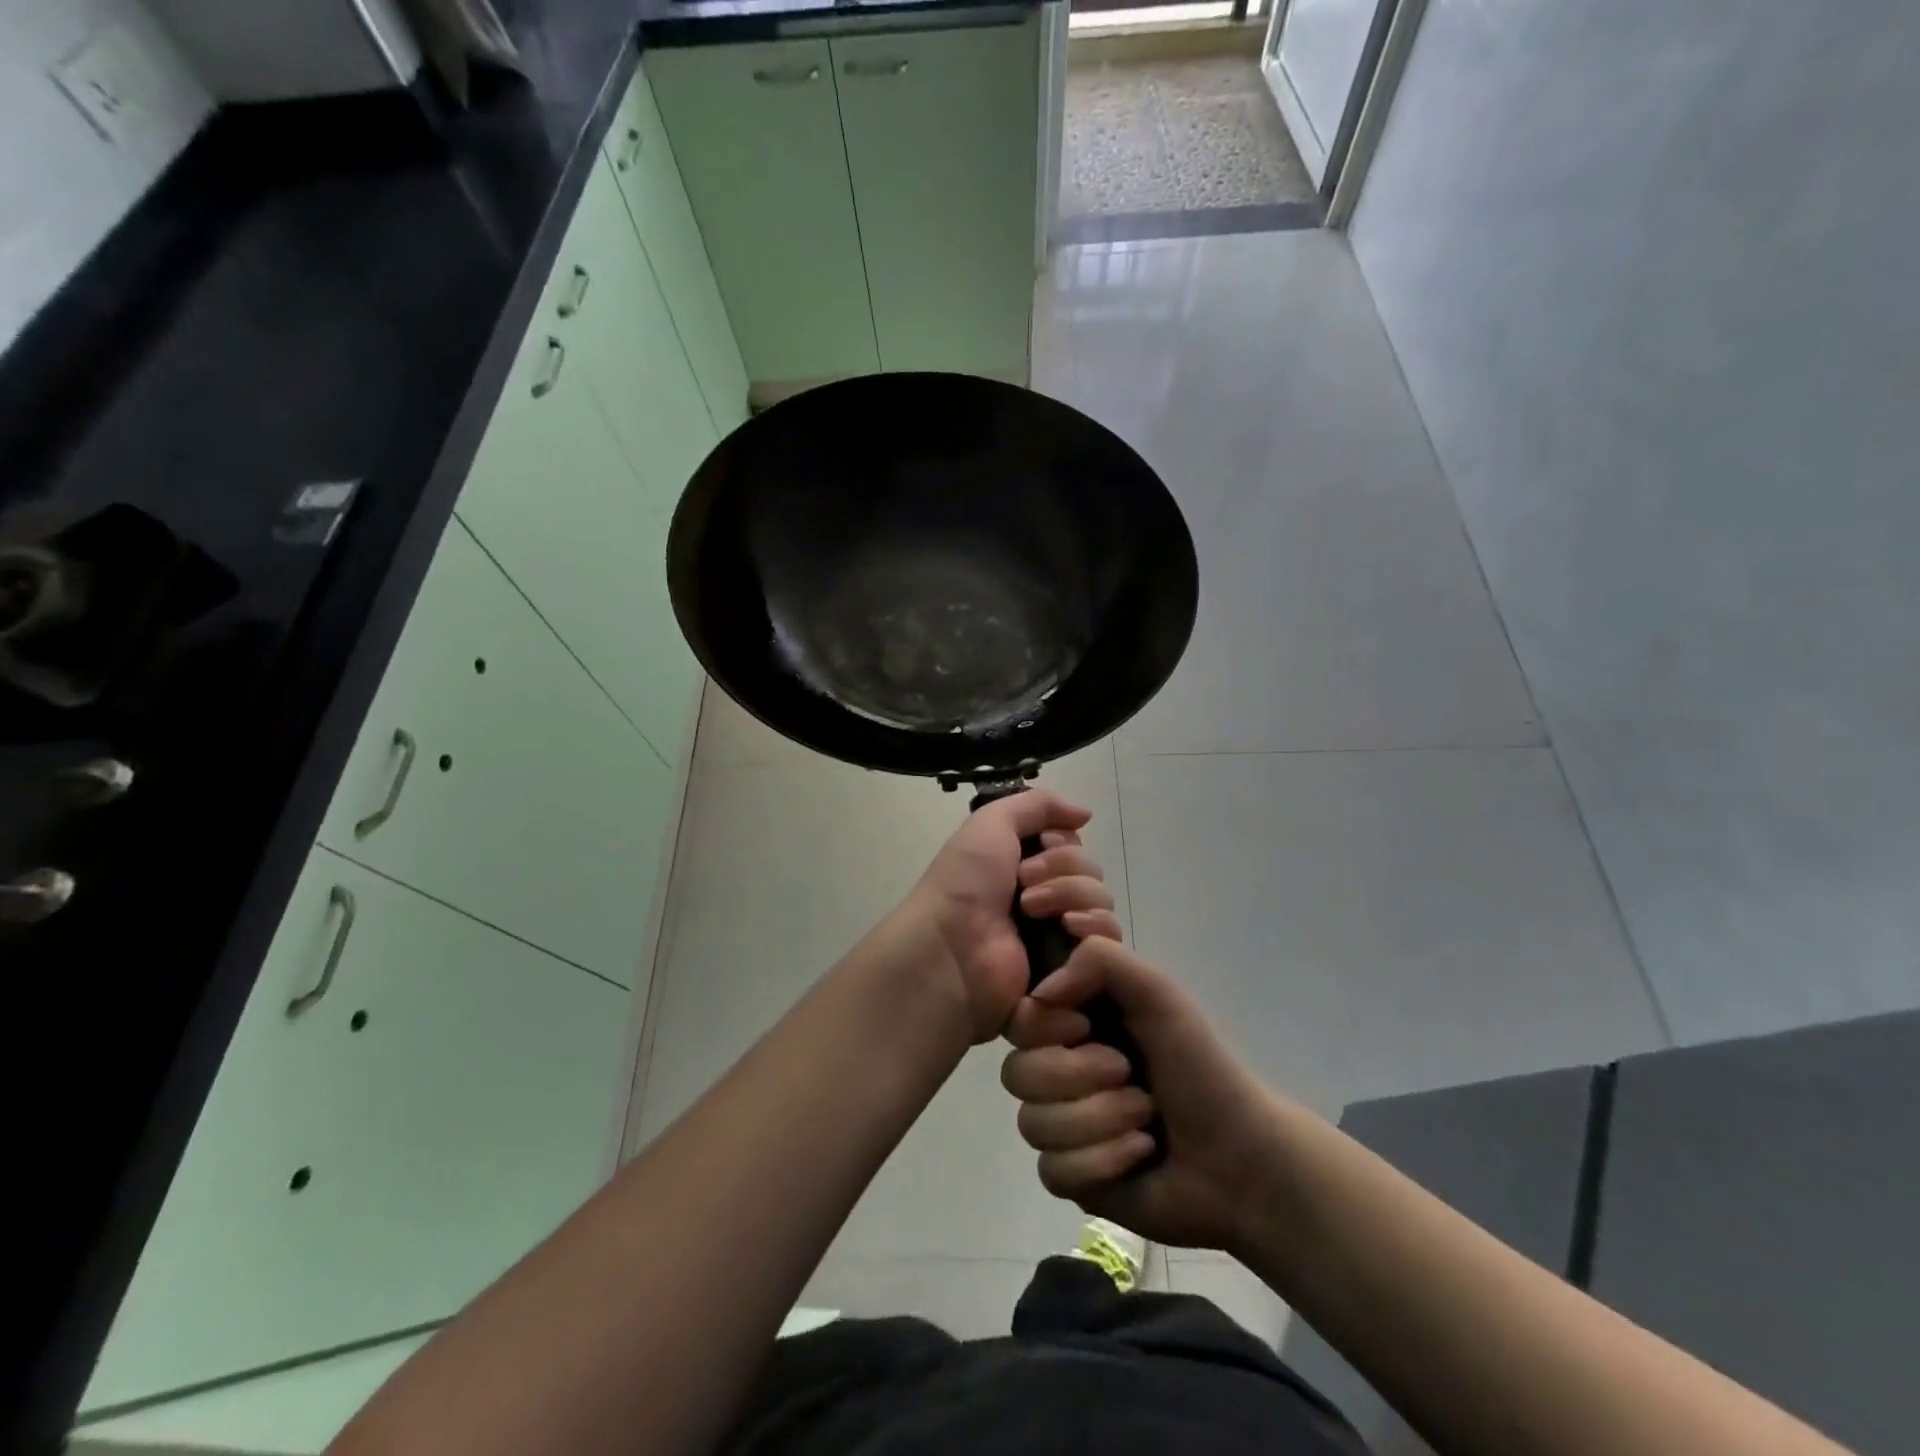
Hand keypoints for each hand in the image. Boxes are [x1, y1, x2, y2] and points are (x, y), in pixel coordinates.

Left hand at [904, 789, 1124, 1044]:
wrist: (952, 948)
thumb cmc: (966, 882)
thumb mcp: (992, 822)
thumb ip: (1038, 804)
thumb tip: (1085, 813)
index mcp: (1024, 863)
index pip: (1073, 844)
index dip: (1061, 842)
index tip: (1039, 845)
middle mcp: (1045, 895)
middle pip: (1090, 870)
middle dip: (1062, 869)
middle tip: (1023, 883)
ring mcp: (1058, 932)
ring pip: (1100, 900)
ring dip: (1070, 894)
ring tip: (1031, 911)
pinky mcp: (1071, 966)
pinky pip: (1108, 938)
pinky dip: (1092, 926)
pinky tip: (1067, 927)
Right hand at [1001, 937, 1278, 1253]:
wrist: (1241, 1156)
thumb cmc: (1198, 1064)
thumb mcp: (1157, 991)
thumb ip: (1100, 960)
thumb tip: (1040, 994)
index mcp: (1073, 1022)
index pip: (1017, 1018)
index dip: (1045, 1026)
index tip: (1085, 1025)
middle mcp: (1058, 1068)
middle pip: (1016, 1073)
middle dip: (1081, 1077)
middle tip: (1130, 1076)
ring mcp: (1060, 1124)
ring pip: (1032, 1123)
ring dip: (1099, 1121)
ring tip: (1144, 1120)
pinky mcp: (1069, 1176)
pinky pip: (1053, 1170)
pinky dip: (1102, 1162)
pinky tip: (1138, 1154)